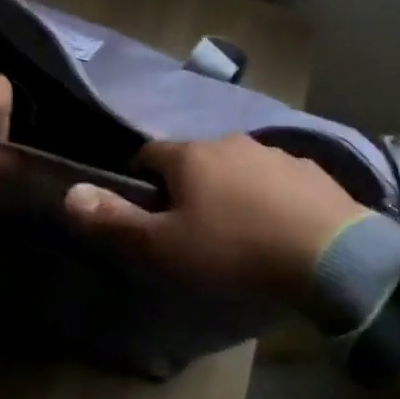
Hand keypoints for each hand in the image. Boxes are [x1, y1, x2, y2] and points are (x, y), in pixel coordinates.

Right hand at [62, 134, 365, 300]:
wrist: (330, 256)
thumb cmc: (235, 250)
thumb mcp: (165, 247)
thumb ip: (115, 221)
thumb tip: (69, 192)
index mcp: (189, 156)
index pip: (147, 154)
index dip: (140, 181)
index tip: (148, 213)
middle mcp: (228, 142)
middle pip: (193, 159)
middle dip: (186, 186)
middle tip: (193, 228)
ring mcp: (272, 153)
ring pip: (235, 166)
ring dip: (229, 188)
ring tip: (238, 230)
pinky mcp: (309, 170)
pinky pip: (275, 179)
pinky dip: (267, 196)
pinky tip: (278, 226)